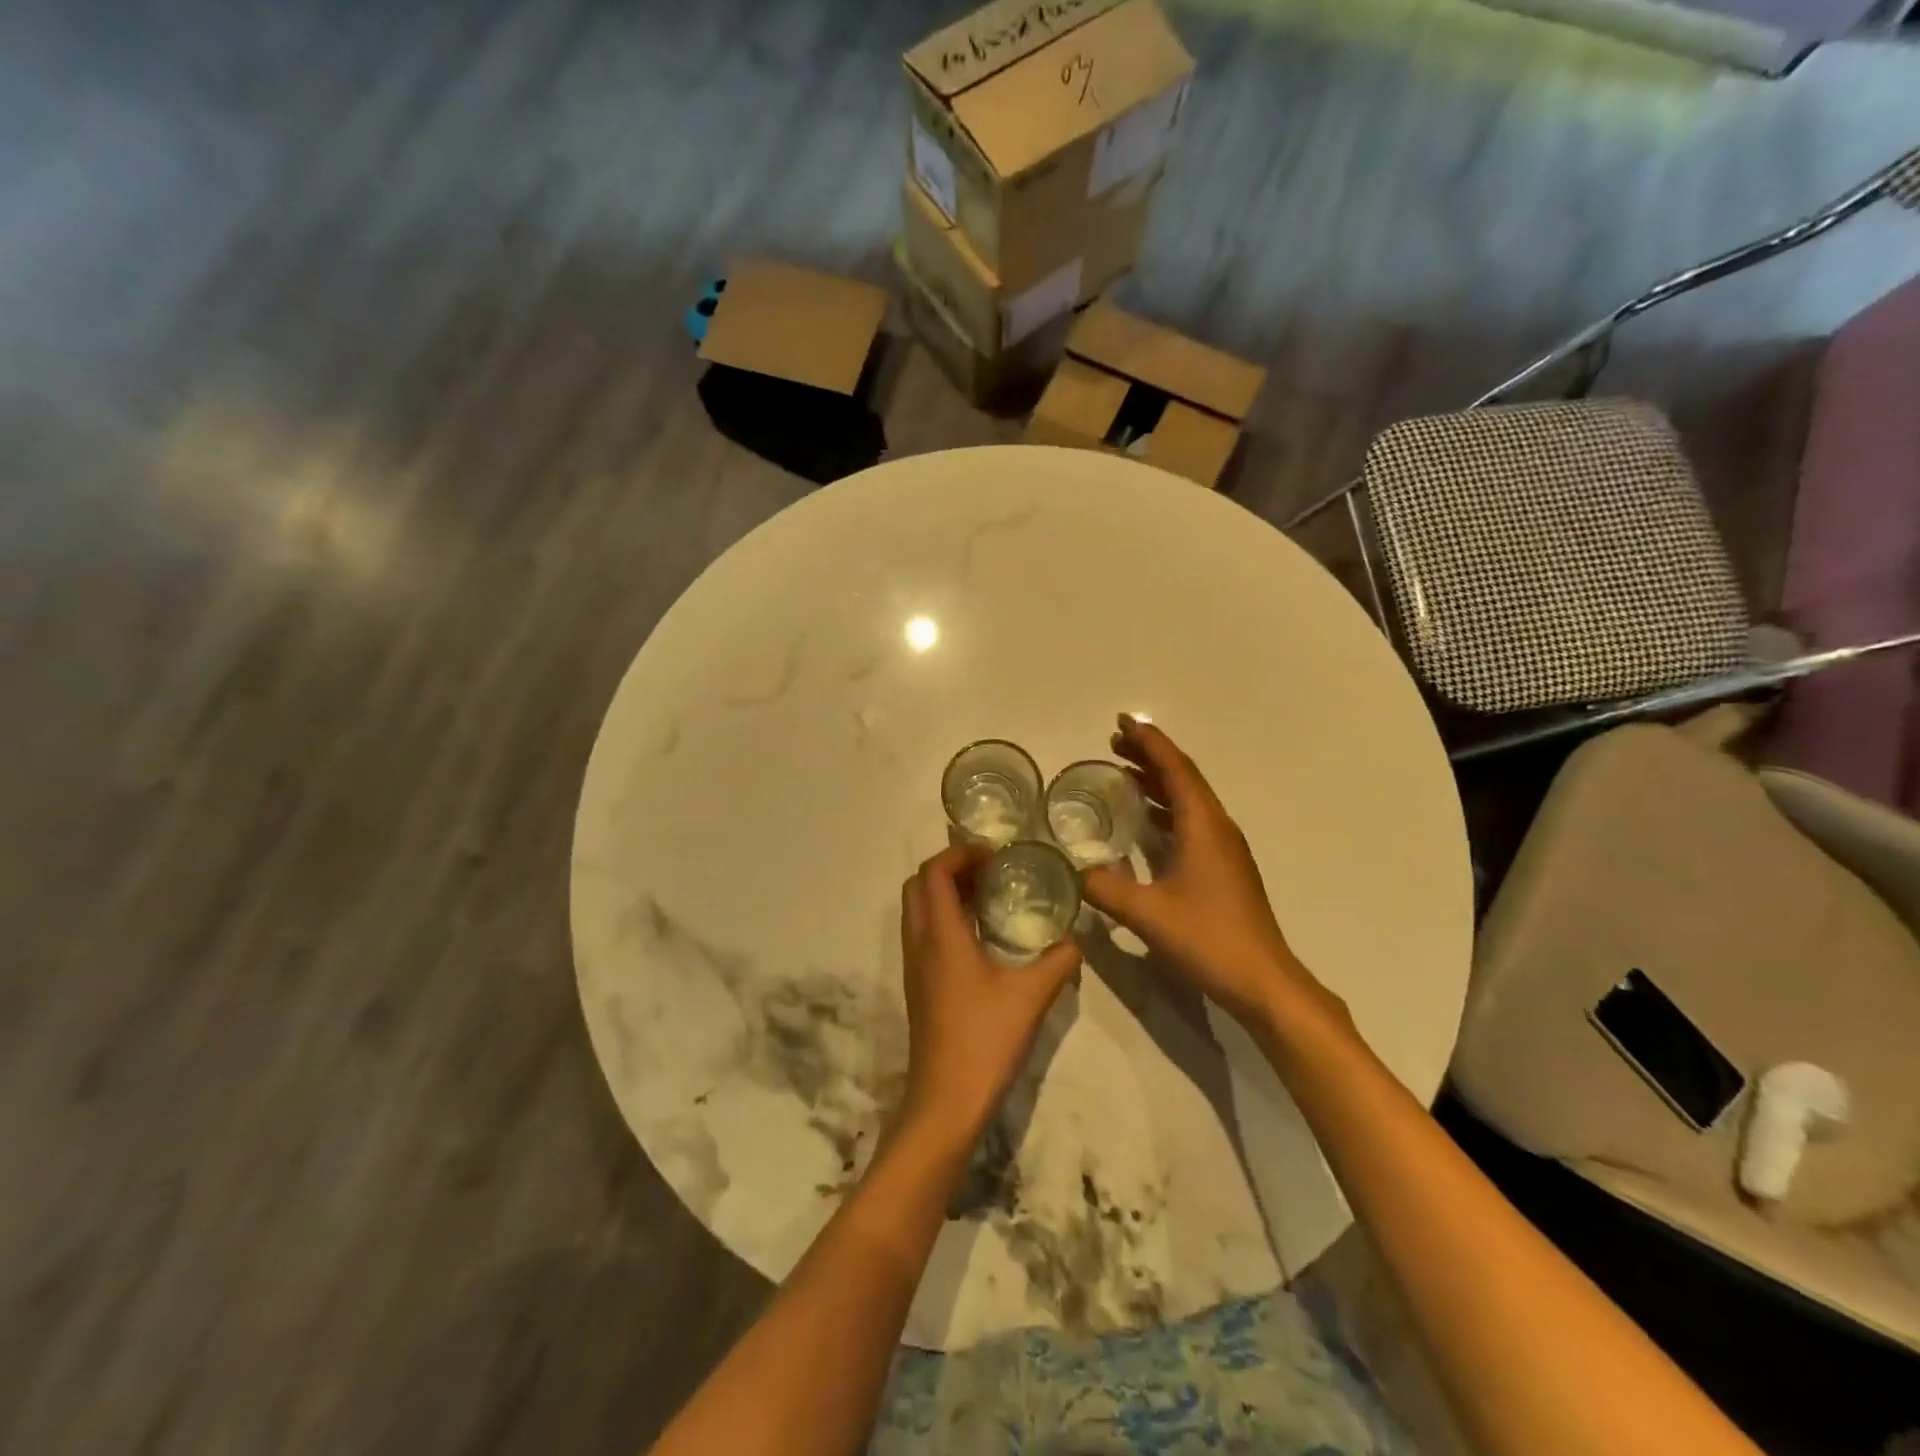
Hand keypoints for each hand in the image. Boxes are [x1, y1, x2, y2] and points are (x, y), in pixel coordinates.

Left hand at [896, 845, 1080, 1146]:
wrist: (945, 1102)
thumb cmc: (985, 1041)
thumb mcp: (1031, 996)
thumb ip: (1058, 962)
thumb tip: (1077, 939)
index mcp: (940, 935)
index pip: (934, 872)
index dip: (959, 853)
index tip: (995, 856)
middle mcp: (919, 943)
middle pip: (918, 884)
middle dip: (950, 868)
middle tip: (990, 872)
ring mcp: (914, 966)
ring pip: (917, 909)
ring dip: (945, 892)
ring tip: (988, 897)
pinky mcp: (918, 986)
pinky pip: (923, 933)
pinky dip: (944, 918)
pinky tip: (980, 937)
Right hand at [1081, 716, 1344, 1030]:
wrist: (1263, 981)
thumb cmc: (1208, 939)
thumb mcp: (1148, 914)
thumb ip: (1105, 888)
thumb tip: (1072, 870)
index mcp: (1203, 826)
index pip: (1175, 769)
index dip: (1148, 742)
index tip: (1122, 721)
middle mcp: (1217, 828)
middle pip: (1183, 778)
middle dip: (1150, 756)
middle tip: (1114, 742)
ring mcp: (1225, 849)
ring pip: (1189, 799)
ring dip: (1158, 781)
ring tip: (1124, 772)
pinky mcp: (1224, 868)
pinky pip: (1191, 821)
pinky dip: (1166, 809)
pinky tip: (1147, 821)